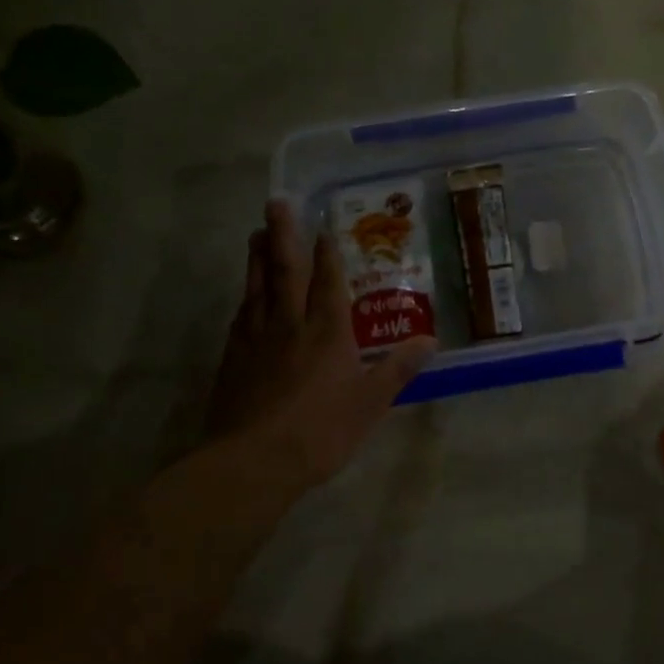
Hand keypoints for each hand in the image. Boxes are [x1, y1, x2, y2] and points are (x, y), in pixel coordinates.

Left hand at [205, 199, 437, 490]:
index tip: (324, 226)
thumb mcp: (370, 402)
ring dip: (257, 258)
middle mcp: (290, 325)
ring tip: (255, 233)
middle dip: (283, 235)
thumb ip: (398, 369)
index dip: (327, 253)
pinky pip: (240, 317)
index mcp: (327, 332)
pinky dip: (244, 298)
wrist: (254, 460)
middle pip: (284, 271)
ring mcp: (256, 340)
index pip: (327, 282)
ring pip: (257, 288)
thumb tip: (429, 341)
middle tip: (276, 202)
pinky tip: (244, 296)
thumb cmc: (321, 430)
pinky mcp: (233, 359)